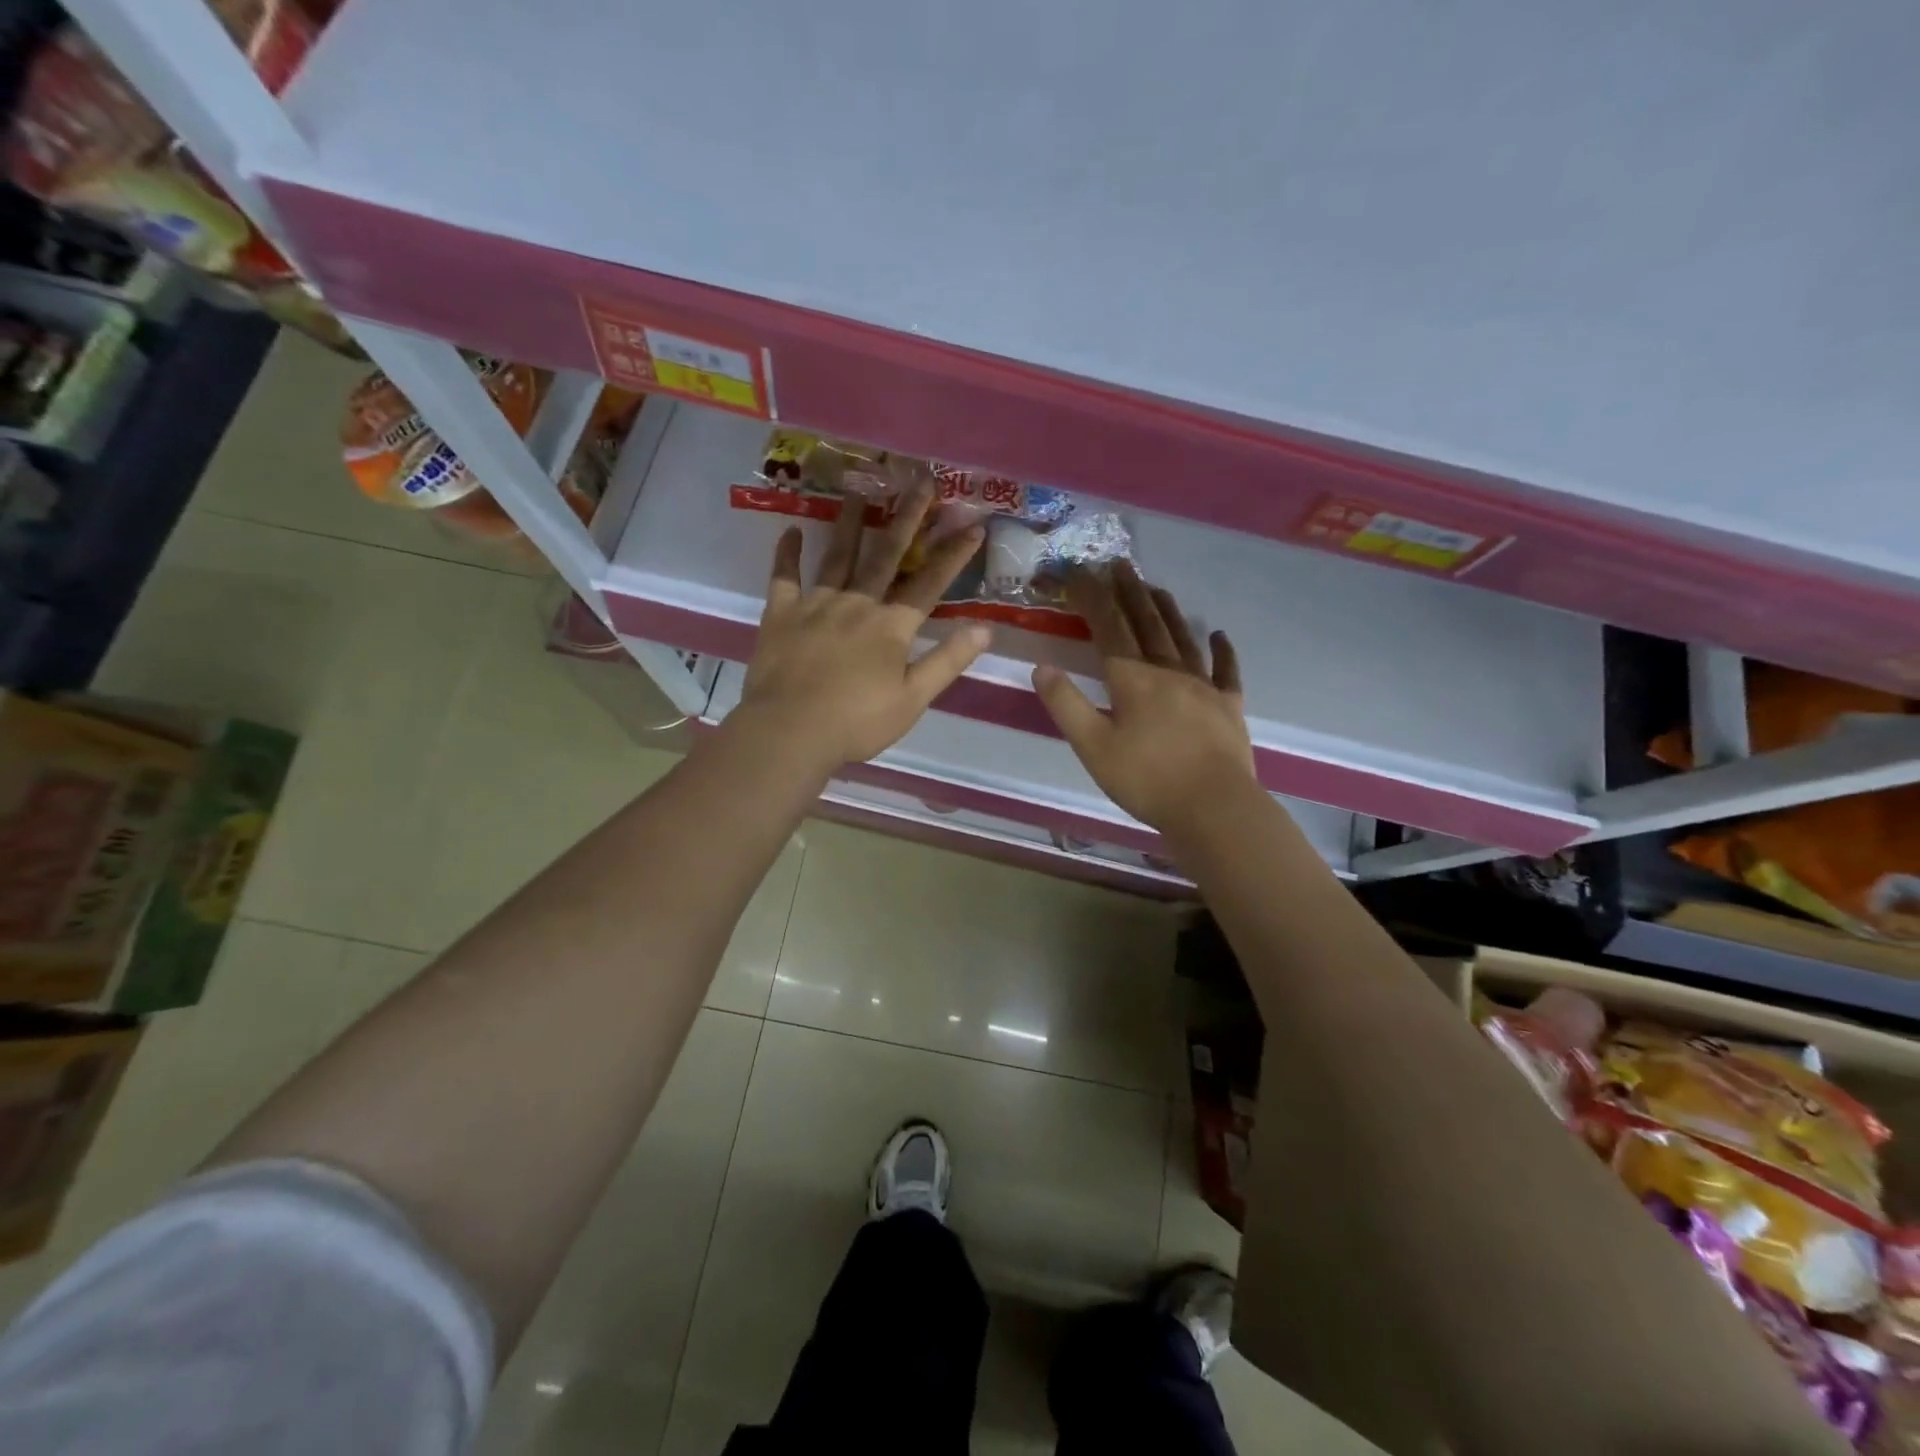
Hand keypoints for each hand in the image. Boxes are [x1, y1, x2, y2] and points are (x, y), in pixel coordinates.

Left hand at [739, 484, 990, 774]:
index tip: (974, 525)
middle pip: (886, 555)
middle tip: (921, 482)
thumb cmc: (857, 722)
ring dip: (851, 522)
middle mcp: (857, 604)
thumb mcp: (912, 699)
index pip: (930, 584)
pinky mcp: (781, 614)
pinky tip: (791, 530)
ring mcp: (816, 605)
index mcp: (891, 627)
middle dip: (908, 518)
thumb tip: (985, 628)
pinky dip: (787, 554)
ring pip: (838, 556)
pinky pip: (784, 577)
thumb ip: (947, 661)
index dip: (954, 555)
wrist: (790, 731)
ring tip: (860, 489)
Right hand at [1031, 562, 1256, 835]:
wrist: (1213, 808)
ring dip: (1167, 610)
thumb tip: (1042, 667)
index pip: (1108, 627)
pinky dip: (1223, 650)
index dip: (1092, 597)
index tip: (1078, 573)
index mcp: (1133, 679)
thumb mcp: (1093, 747)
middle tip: (1119, 564)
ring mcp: (1204, 687)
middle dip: (1129, 592)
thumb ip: (1066, 705)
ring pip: (1183, 638)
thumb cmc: (1147, 780)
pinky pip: (1227, 670)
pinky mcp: (1229, 706)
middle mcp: (1169, 671)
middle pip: (1146, 623)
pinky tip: (1219, 634)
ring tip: (1156, 588)